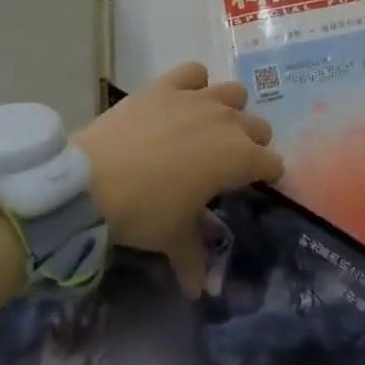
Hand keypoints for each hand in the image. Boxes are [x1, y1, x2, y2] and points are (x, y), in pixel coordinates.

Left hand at [73, 63, 282, 294]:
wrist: (91, 181)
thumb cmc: (145, 211)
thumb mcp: (173, 238)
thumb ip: (194, 258)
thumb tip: (198, 290)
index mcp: (240, 158)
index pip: (273, 164)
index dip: (267, 177)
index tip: (254, 188)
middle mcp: (228, 122)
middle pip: (259, 126)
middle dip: (251, 144)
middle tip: (227, 164)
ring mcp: (198, 98)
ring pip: (234, 93)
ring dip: (229, 110)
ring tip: (209, 128)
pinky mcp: (167, 85)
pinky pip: (194, 73)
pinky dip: (194, 84)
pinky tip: (183, 100)